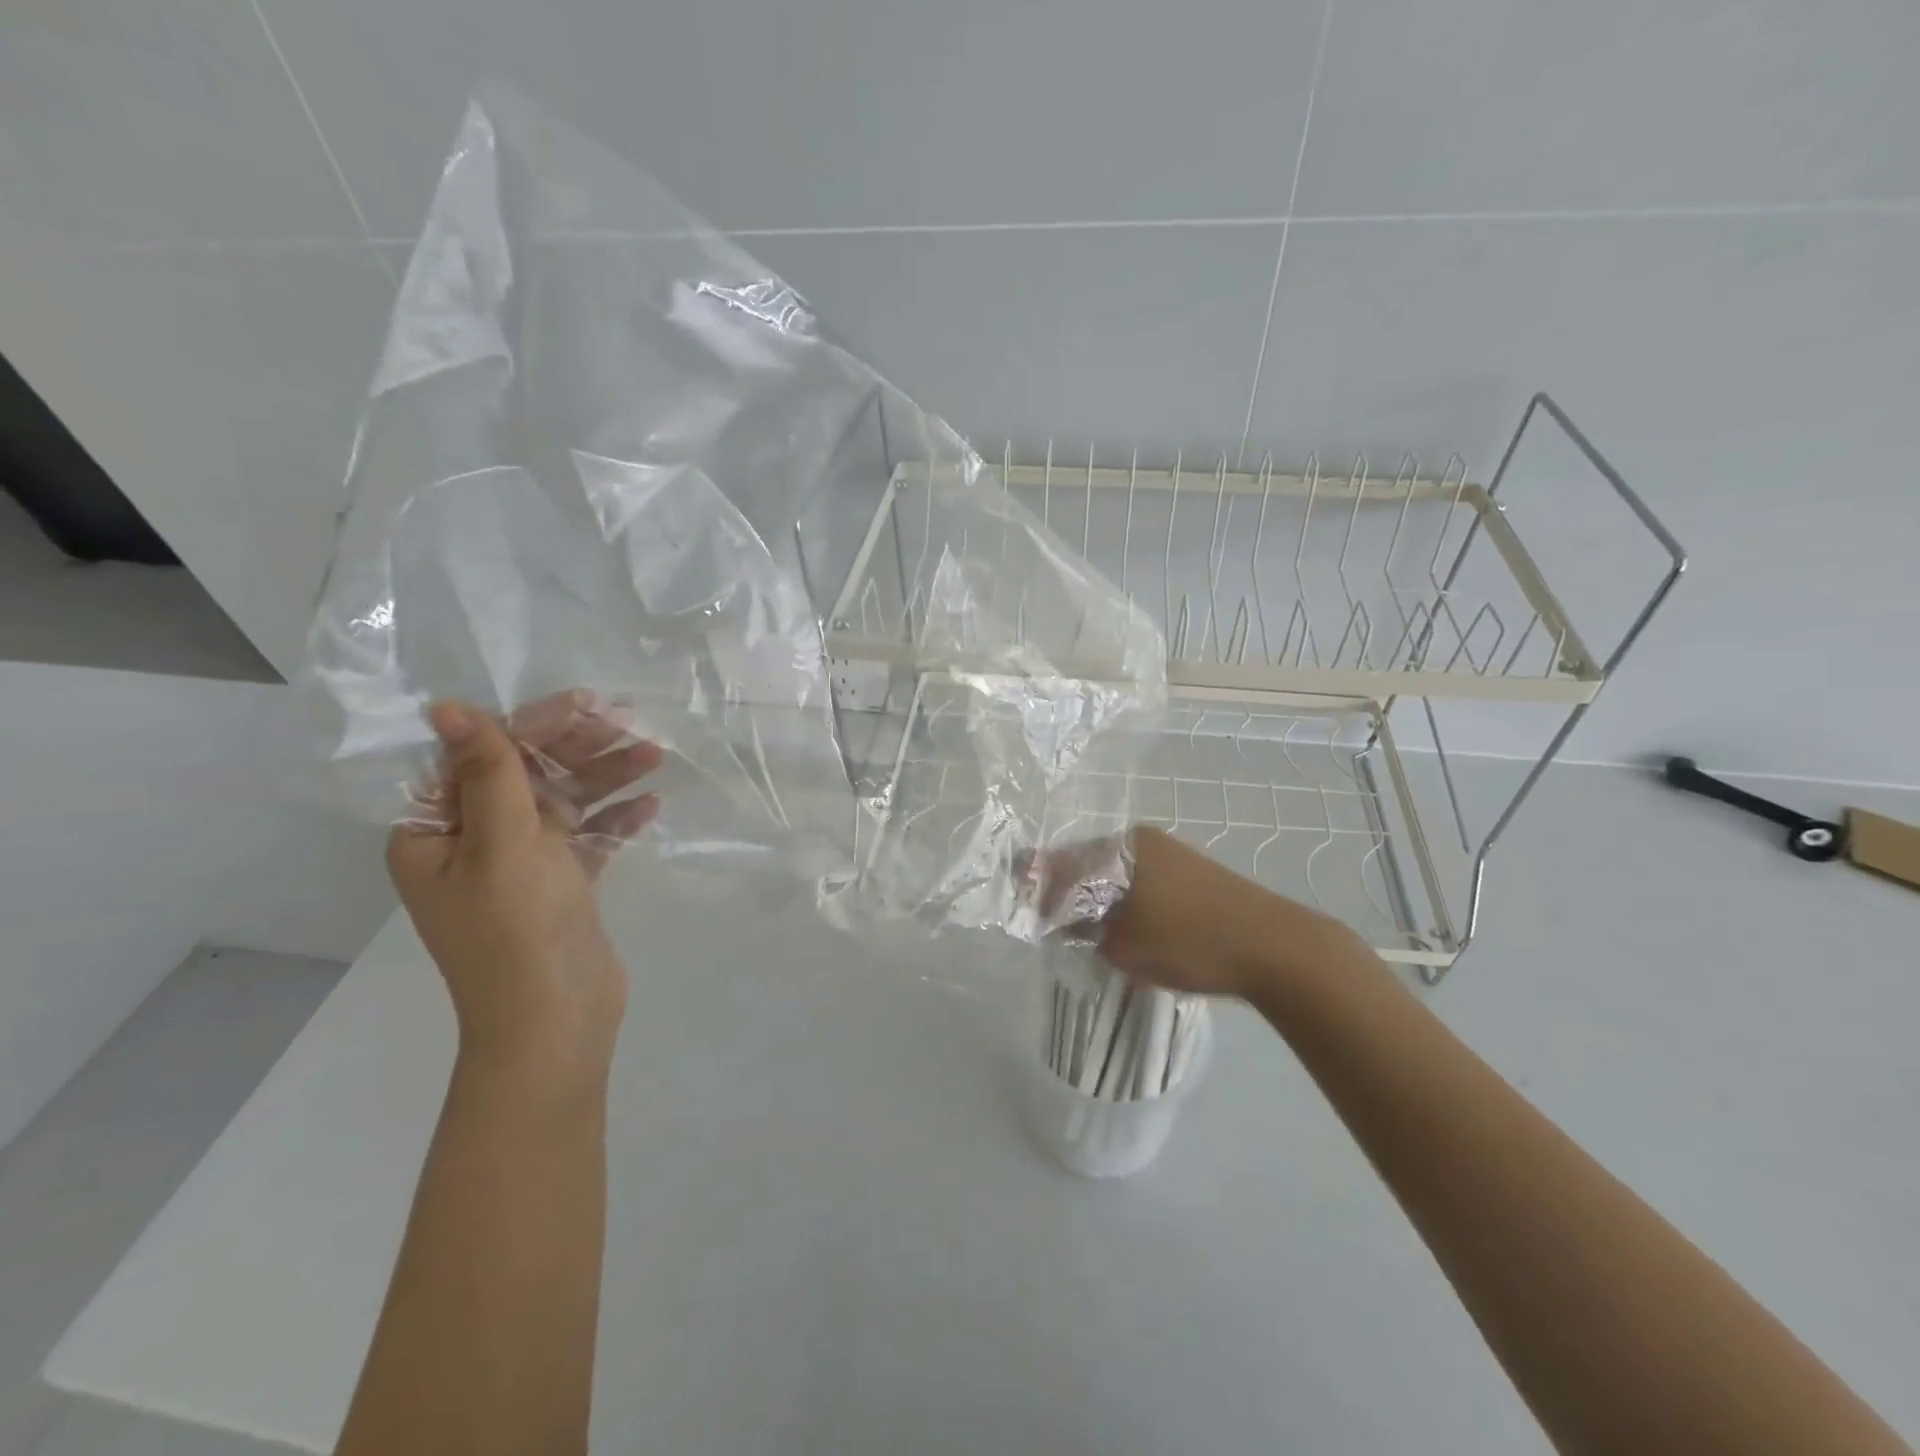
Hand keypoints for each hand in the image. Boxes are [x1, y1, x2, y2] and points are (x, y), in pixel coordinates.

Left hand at [386, 693, 661, 1076]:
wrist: (555, 1020)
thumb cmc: (518, 929)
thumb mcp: (502, 843)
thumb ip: (487, 772)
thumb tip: (448, 707)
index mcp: (435, 832)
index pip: (479, 758)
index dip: (531, 726)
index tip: (587, 705)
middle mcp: (472, 843)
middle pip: (527, 776)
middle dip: (578, 749)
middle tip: (632, 725)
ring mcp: (520, 866)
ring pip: (564, 803)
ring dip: (606, 778)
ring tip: (655, 755)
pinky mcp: (559, 886)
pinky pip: (586, 838)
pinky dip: (615, 820)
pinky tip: (650, 806)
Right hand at [1043, 827, 1360, 999]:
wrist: (1276, 948)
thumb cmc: (1189, 942)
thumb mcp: (1122, 944)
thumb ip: (1083, 929)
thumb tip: (1063, 919)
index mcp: (1118, 848)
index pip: (1059, 863)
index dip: (1036, 886)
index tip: (1024, 911)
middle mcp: (1140, 840)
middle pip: (1085, 863)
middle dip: (1065, 892)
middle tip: (1052, 925)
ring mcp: (1168, 852)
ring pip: (1114, 872)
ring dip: (1095, 897)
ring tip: (1086, 930)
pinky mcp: (1190, 870)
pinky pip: (1140, 879)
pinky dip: (1123, 899)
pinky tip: (1124, 924)